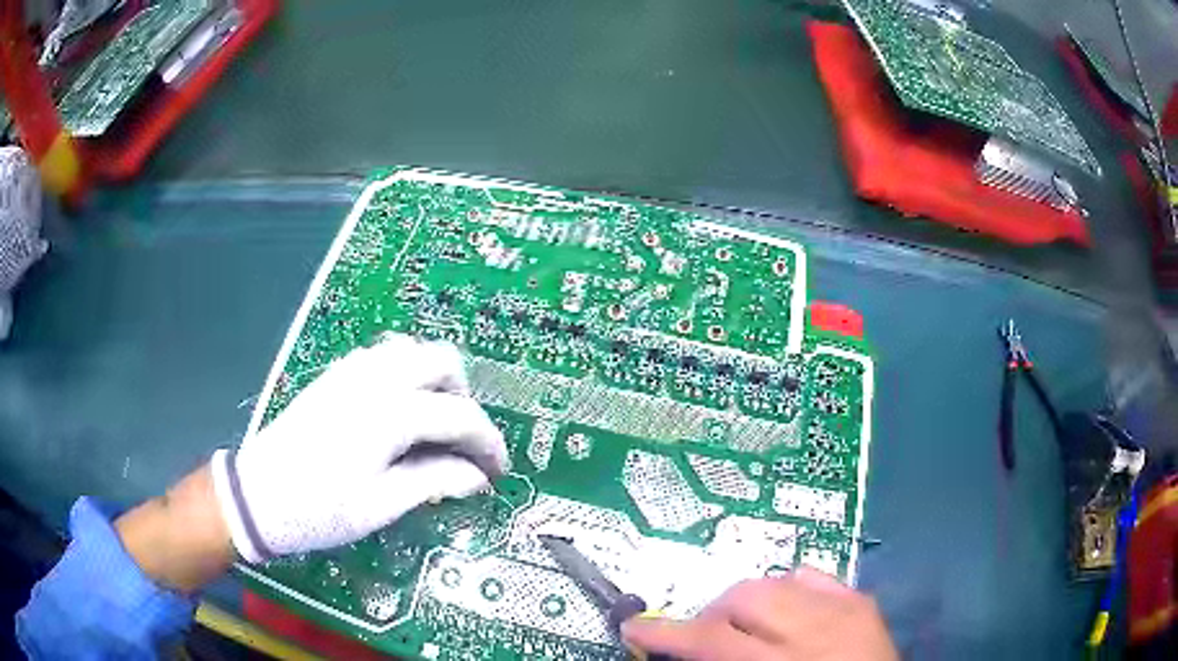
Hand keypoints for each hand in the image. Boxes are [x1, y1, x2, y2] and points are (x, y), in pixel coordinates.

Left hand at [212, 334, 507, 562]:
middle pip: (442, 361)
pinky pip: (384, 357)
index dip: (488, 443)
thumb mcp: (380, 506)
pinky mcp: (335, 375)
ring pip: (413, 351)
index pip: (460, 415)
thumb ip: (433, 482)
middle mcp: (374, 378)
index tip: (496, 471)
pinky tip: (398, 413)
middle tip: (462, 443)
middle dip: (464, 399)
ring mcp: (351, 371)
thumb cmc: (319, 509)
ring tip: (433, 427)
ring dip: (435, 383)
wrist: (257, 495)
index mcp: (389, 413)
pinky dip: (406, 376)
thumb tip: (476, 477)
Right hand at [622, 568, 897, 660]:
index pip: (712, 640)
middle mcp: (817, 630)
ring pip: (775, 580)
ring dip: (746, 602)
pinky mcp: (862, 600)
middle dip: (711, 614)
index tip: (635, 629)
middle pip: (744, 598)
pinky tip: (784, 611)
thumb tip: (680, 652)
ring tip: (743, 626)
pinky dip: (787, 588)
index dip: (666, 634)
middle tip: (701, 638)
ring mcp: (846, 608)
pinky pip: (813, 575)